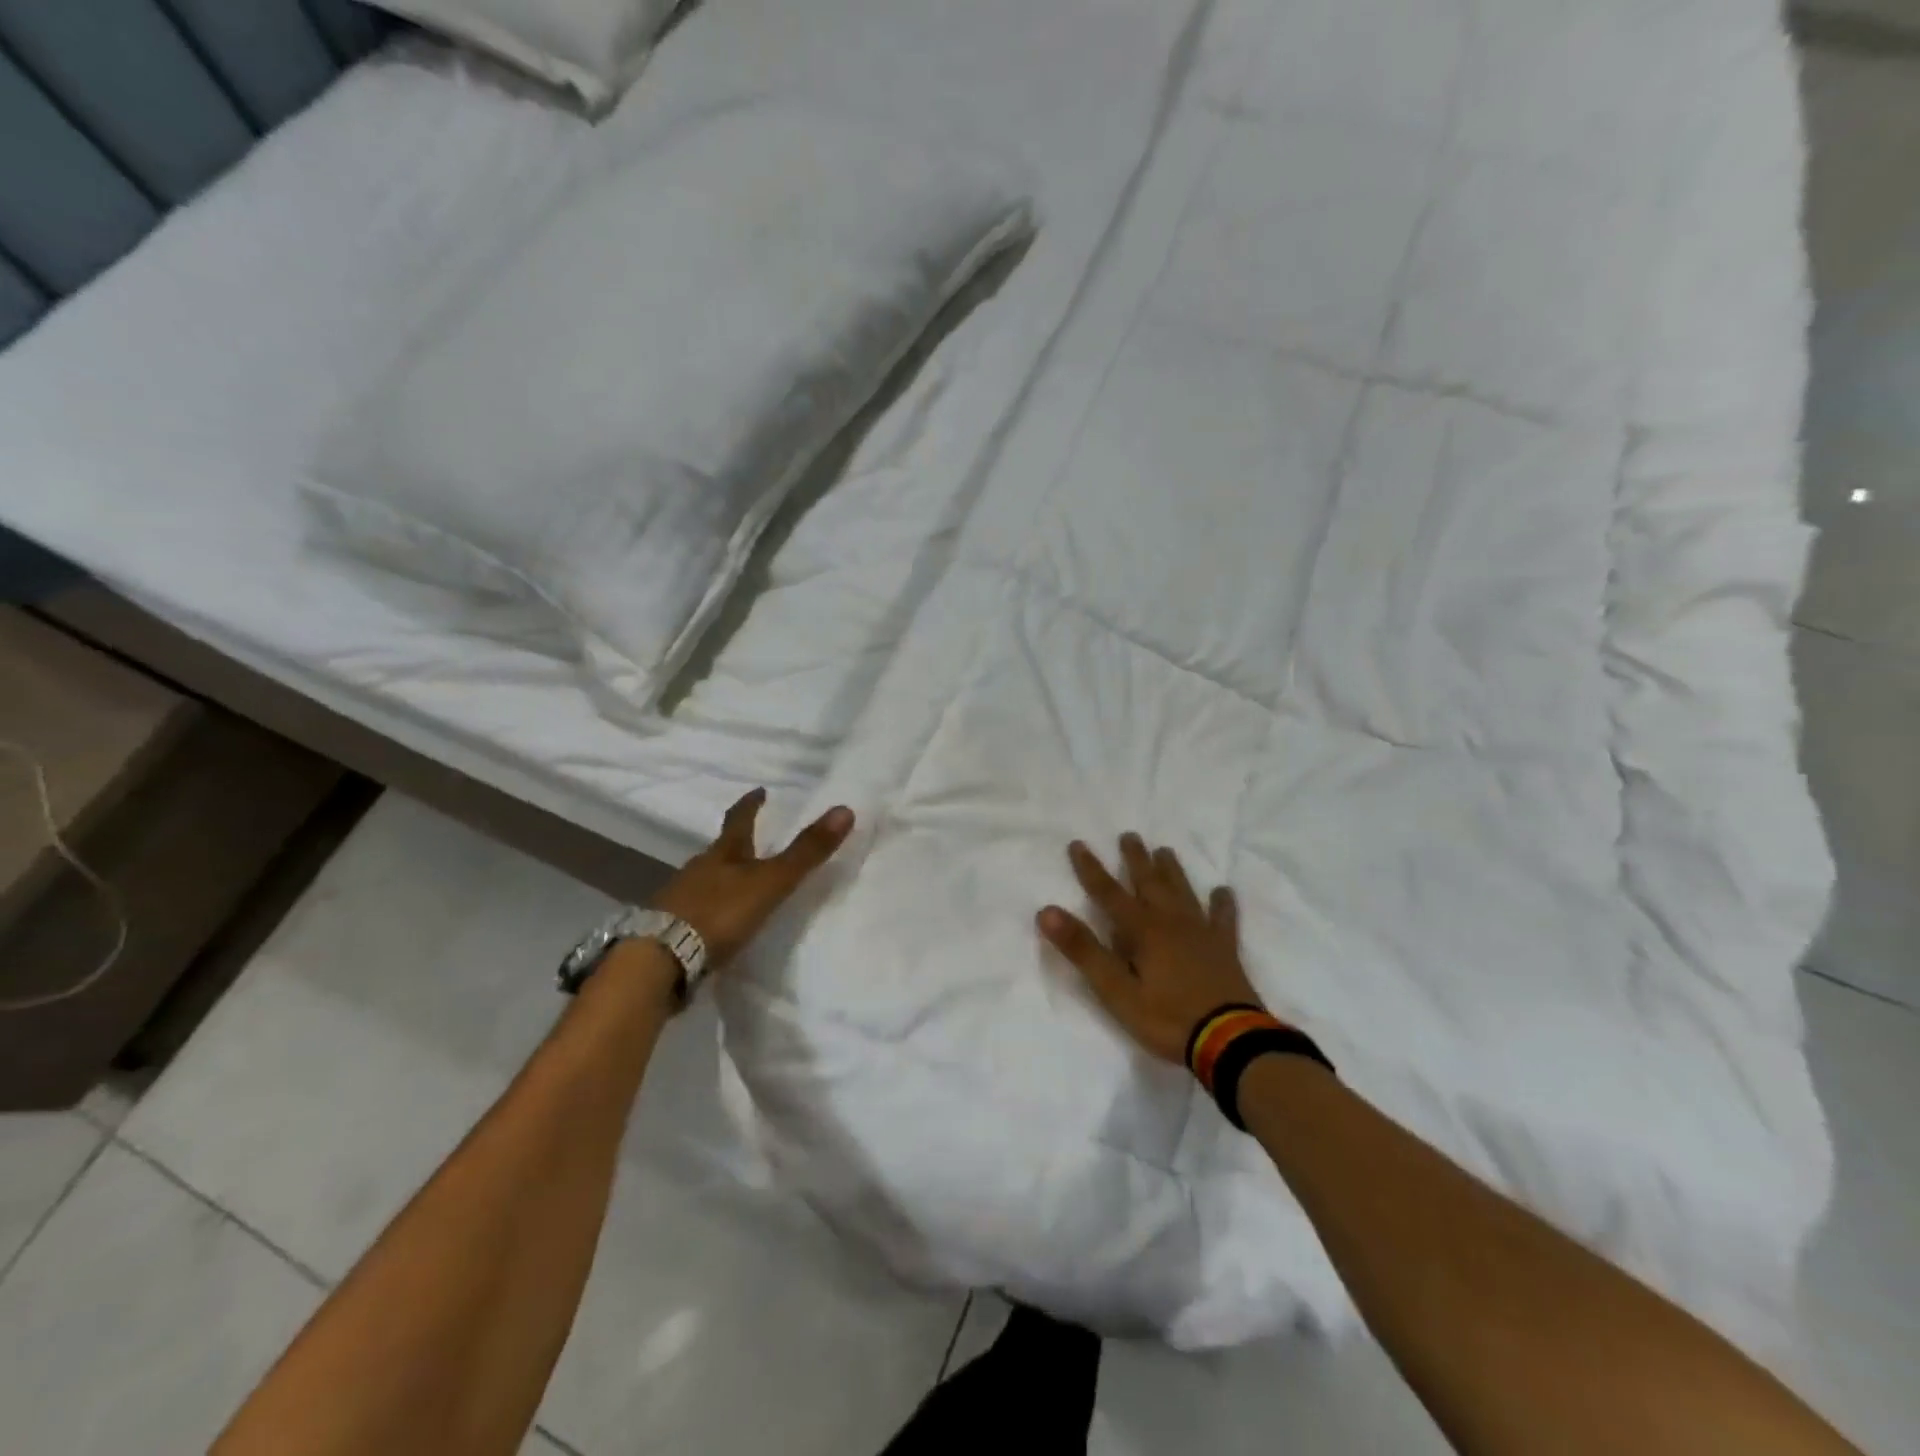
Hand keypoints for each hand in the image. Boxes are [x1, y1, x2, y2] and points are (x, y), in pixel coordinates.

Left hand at [651, 789, 854, 967]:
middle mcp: (697, 869)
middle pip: (719, 851)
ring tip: (736, 886)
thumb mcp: (771, 882)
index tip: (759, 791)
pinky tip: (714, 923)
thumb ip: (806, 852)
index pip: (739, 820)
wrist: (659, 960)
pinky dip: (707, 910)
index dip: (751, 805)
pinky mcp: (668, 929)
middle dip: (735, 845)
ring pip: (704, 880)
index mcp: (723, 855)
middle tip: (752, 842)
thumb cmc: (719, 914)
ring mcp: (678, 899)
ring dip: (720, 879)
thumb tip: (845, 809)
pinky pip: (693, 911)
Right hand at [1038, 834, 1261, 1065]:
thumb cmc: (1166, 1017)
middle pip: (1149, 883)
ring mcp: (1202, 933)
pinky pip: (1223, 919)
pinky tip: (1223, 892)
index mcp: (1142, 930)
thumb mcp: (1115, 990)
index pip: (1108, 893)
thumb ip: (1083, 950)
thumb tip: (1047, 911)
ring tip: (1165, 851)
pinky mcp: (1225, 949)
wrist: (1229, 1041)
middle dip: (1135, 859)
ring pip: (1183, 892)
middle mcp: (1171, 922)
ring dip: (1171, 871)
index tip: (1077, 844)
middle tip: (1129, 836)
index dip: (1090, 869)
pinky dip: (1222, 904)